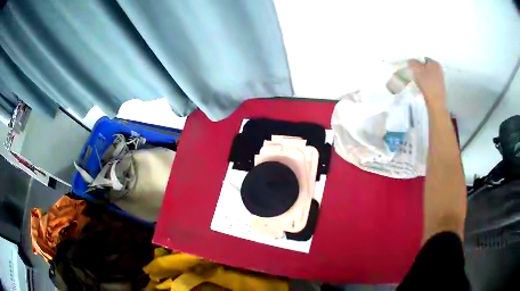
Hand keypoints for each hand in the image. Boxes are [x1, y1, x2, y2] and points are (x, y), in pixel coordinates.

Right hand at [408, 58, 446, 109]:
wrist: (436, 103)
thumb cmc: (427, 85)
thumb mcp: (417, 71)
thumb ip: (413, 63)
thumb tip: (411, 60)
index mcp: (435, 63)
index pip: (422, 58)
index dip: (416, 62)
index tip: (411, 68)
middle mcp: (439, 69)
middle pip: (426, 66)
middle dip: (419, 69)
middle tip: (414, 74)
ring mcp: (440, 79)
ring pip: (428, 74)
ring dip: (422, 77)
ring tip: (418, 82)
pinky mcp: (439, 87)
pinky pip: (430, 81)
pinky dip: (426, 83)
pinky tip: (423, 88)